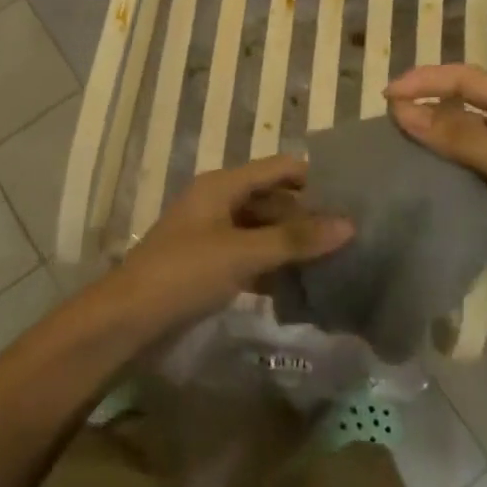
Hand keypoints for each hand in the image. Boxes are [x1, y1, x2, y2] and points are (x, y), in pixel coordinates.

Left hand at [106, 154, 353, 332]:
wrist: (130, 317)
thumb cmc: (185, 273)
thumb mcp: (242, 253)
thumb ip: (295, 239)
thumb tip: (348, 224)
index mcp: (222, 185)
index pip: (278, 168)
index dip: (314, 178)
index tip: (356, 195)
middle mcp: (219, 201)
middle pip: (272, 199)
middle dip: (308, 216)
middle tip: (354, 236)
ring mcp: (213, 234)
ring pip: (263, 230)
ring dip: (293, 244)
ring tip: (339, 260)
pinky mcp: (210, 265)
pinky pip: (251, 256)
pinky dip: (275, 266)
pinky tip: (305, 286)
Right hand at [386, 65, 486, 350]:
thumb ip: (459, 138)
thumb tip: (399, 111)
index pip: (466, 81)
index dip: (425, 82)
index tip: (385, 97)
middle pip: (453, 115)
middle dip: (417, 119)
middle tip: (377, 134)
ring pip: (447, 154)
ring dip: (419, 155)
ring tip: (380, 161)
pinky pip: (451, 189)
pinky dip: (428, 188)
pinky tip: (401, 192)